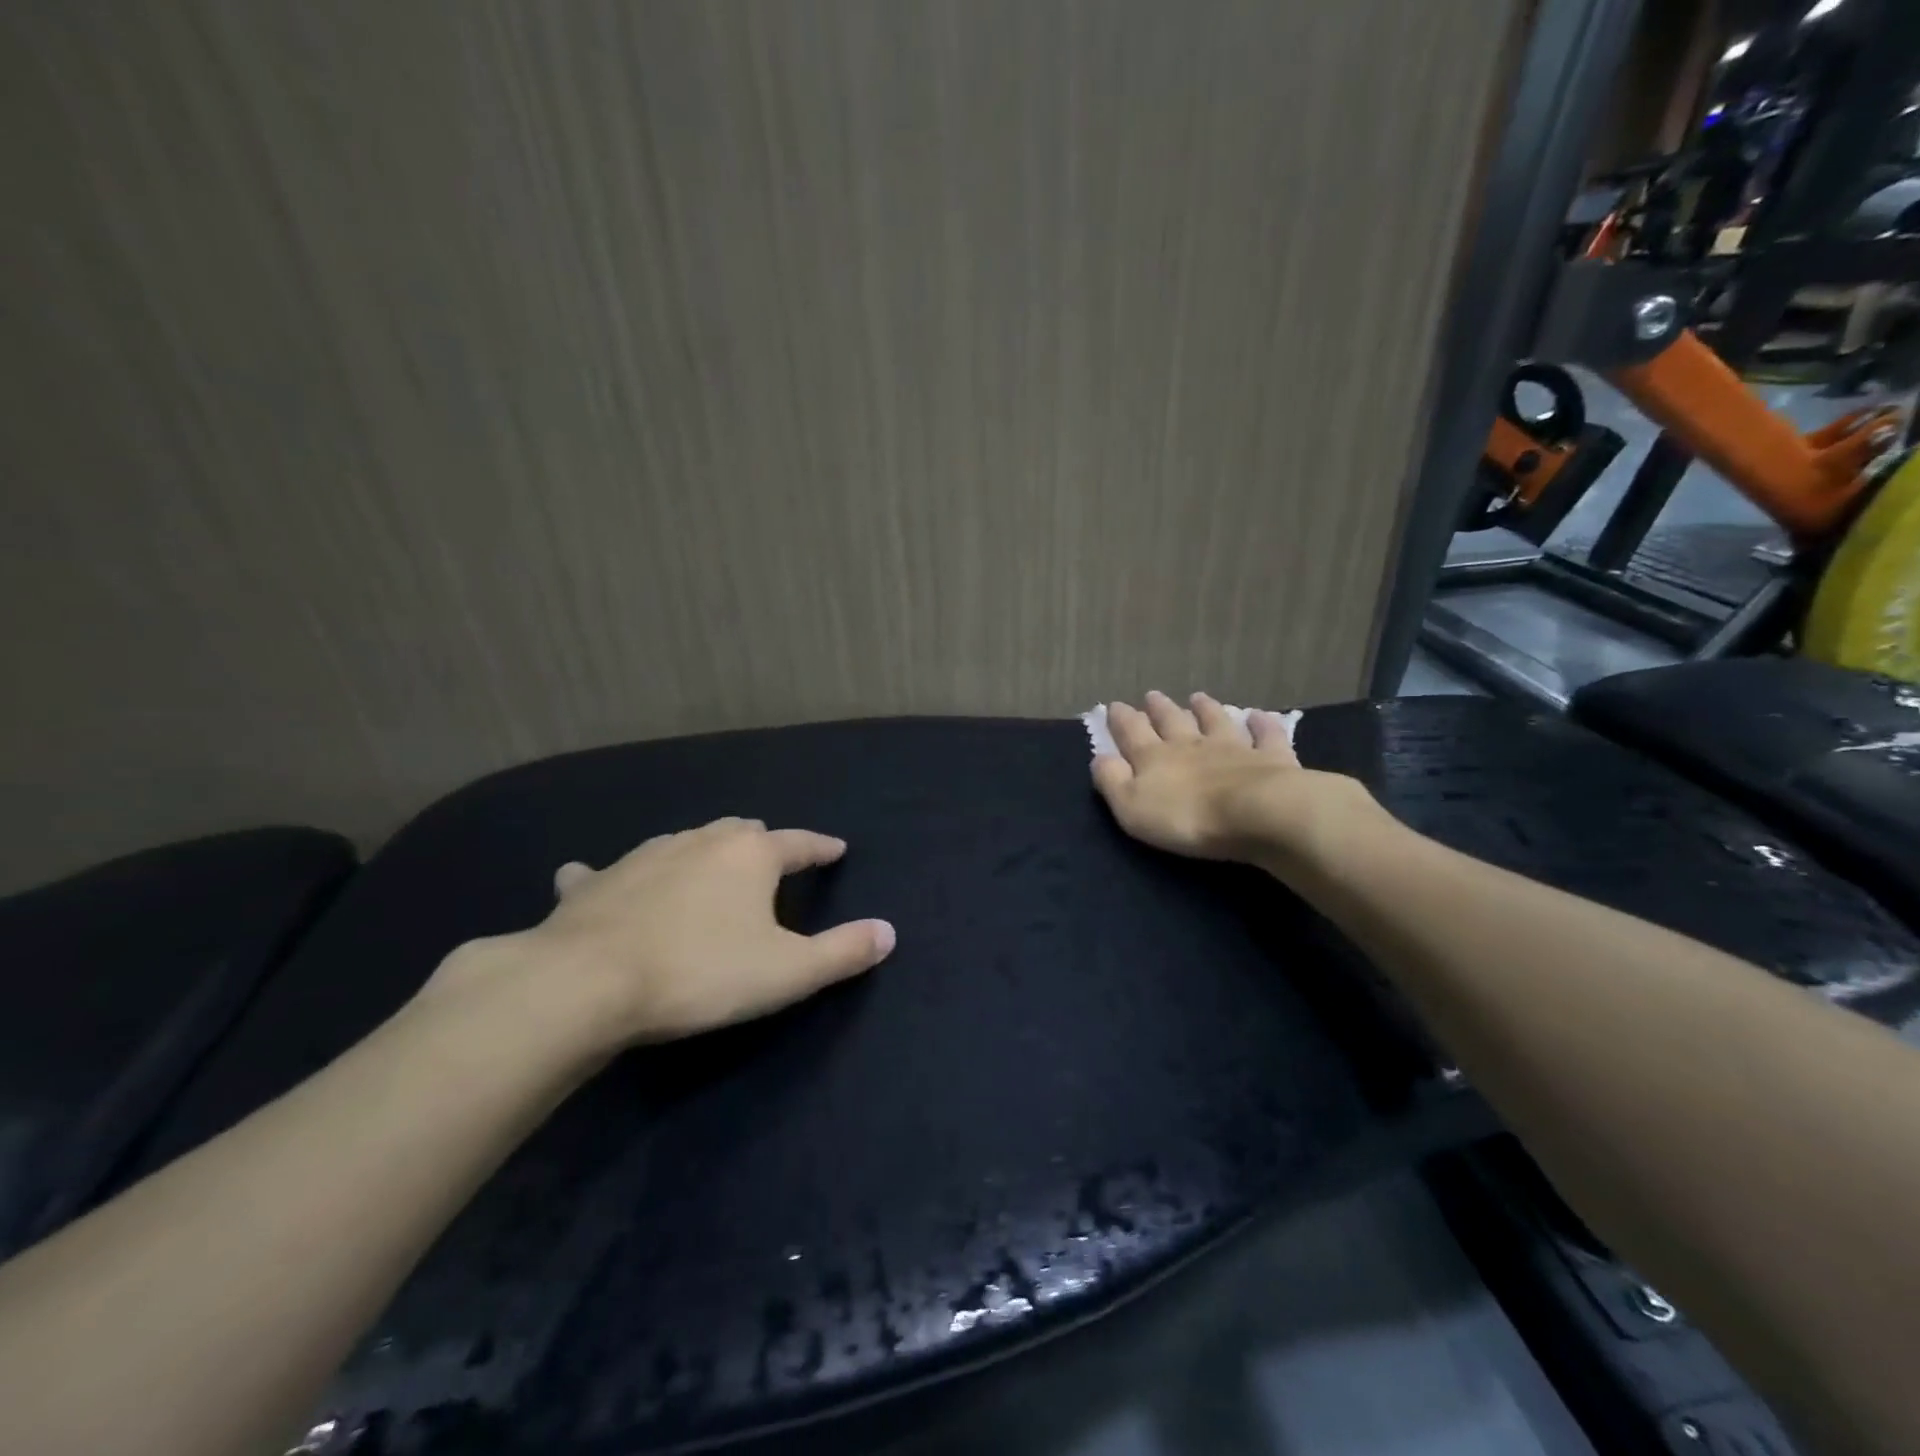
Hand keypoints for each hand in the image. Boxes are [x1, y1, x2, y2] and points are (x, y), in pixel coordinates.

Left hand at [426, 818, 894, 1056]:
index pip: (799, 843)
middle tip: (770, 858)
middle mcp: (700, 842)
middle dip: (760, 842)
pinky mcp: (594, 883)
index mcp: (750, 856)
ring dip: (700, 852)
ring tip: (705, 866)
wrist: (587, 983)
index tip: (837, 849)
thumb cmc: (701, 973)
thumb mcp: (788, 972)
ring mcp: (643, 857)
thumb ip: (843, 952)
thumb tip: (889, 932)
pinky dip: (608, 875)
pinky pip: (603, 872)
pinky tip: (591, 878)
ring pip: (682, 842)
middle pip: (740, 831)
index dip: (821, 847)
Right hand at [1092, 691, 1377, 868]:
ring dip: (1205, 709)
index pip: (1132, 732)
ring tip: (1197, 696)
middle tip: (1152, 695)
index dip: (1121, 719)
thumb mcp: (1132, 807)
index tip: (1114, 705)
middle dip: (1159, 709)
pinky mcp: (1270, 758)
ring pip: (1215, 721)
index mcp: (1155, 758)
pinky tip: (1260, 715)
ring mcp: (1233, 748)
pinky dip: (1262, 724)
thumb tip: (1100, 757)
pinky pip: (1266, 736)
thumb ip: (1113, 781)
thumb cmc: (1187, 817)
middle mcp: (1192, 745)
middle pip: (1172, 721)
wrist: (1257, 813)